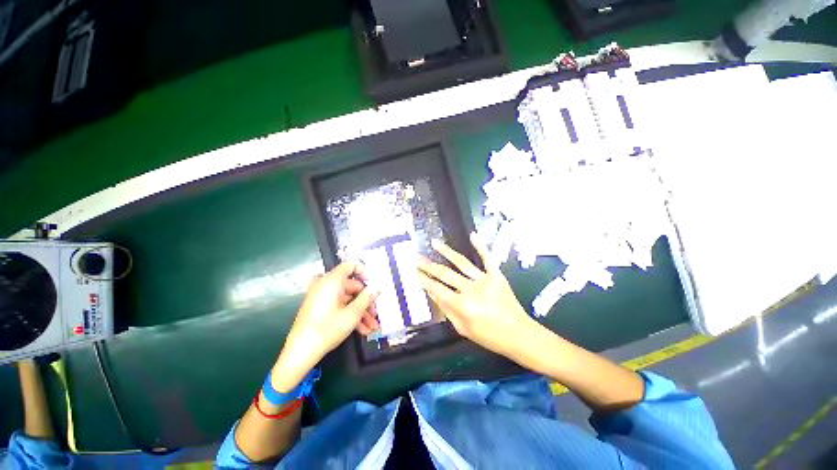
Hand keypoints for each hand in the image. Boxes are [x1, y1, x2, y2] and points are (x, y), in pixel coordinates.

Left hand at [272, 261, 378, 391]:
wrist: (300, 353)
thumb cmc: (328, 329)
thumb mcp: (353, 314)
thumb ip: (367, 298)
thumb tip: (377, 287)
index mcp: (332, 281)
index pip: (351, 265)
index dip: (365, 272)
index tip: (374, 284)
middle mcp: (326, 285)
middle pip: (352, 285)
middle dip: (366, 300)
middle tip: (376, 313)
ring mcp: (321, 296)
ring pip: (347, 298)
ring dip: (360, 311)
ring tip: (372, 326)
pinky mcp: (319, 307)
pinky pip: (338, 305)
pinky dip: (349, 314)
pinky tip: (361, 329)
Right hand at [418, 234, 537, 359]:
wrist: (519, 334)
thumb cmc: (489, 336)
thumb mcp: (463, 329)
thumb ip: (446, 310)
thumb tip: (432, 293)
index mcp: (462, 306)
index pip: (437, 289)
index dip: (424, 280)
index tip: (414, 272)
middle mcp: (471, 290)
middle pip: (445, 274)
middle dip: (428, 266)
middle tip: (417, 258)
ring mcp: (485, 280)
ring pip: (461, 262)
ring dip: (446, 251)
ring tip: (434, 242)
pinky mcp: (497, 275)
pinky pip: (487, 258)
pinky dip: (480, 246)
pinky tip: (473, 235)